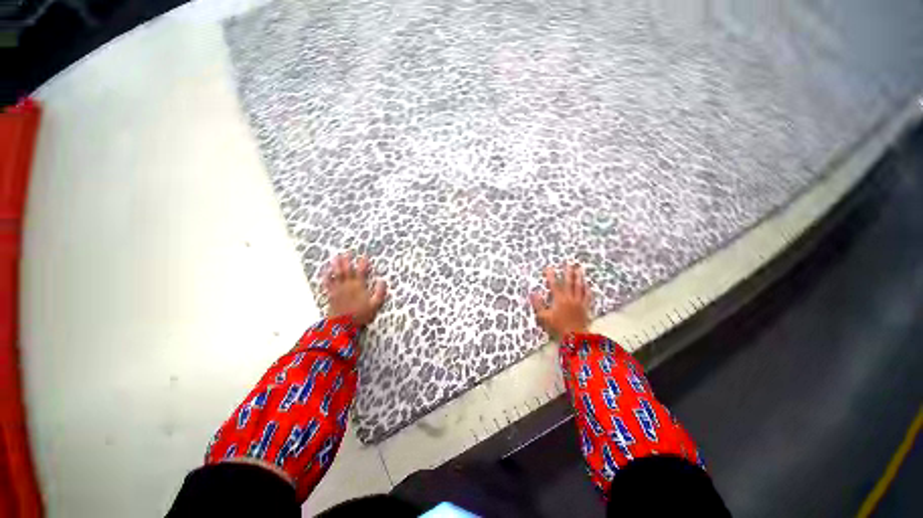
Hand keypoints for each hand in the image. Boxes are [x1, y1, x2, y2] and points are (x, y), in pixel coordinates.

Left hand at [323, 252, 386, 326]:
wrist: (342, 325)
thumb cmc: (360, 315)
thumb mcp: (375, 305)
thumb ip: (380, 292)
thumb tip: (382, 281)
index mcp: (359, 286)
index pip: (362, 271)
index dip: (363, 263)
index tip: (365, 255)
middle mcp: (348, 285)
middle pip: (347, 269)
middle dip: (347, 260)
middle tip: (347, 252)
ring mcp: (338, 289)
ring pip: (336, 274)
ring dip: (336, 265)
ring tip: (336, 257)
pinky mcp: (331, 294)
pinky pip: (327, 283)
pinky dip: (326, 277)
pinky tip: (325, 271)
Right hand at [530, 264, 591, 339]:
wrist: (575, 336)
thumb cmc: (557, 327)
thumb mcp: (544, 317)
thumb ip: (538, 304)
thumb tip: (532, 293)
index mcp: (559, 299)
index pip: (554, 284)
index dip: (551, 275)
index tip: (549, 267)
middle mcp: (569, 298)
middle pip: (569, 282)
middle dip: (568, 272)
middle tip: (569, 263)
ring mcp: (579, 302)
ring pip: (579, 287)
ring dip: (579, 277)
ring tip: (580, 269)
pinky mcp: (585, 307)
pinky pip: (588, 297)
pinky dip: (588, 290)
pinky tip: (588, 285)